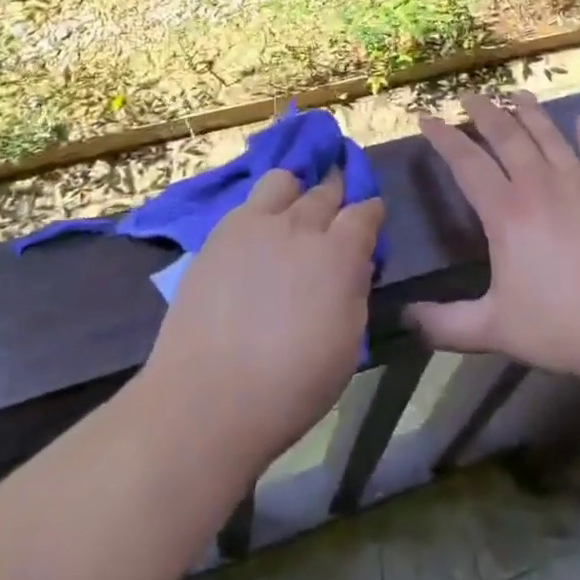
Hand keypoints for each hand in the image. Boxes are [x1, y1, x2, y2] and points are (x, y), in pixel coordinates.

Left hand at [141, 168, 384, 473]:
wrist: (208, 398)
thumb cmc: (291, 386)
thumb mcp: (347, 345)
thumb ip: (355, 292)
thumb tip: (355, 265)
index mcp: (339, 253)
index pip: (365, 211)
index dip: (371, 214)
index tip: (370, 221)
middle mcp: (300, 226)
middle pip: (326, 190)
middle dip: (336, 195)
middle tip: (334, 212)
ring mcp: (255, 224)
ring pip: (283, 181)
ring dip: (294, 191)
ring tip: (291, 213)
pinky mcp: (219, 234)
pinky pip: (247, 203)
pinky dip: (260, 210)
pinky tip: (256, 234)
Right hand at [408, 92, 579, 388]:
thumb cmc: (565, 328)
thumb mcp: (496, 330)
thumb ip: (446, 324)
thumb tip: (405, 317)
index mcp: (507, 213)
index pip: (466, 162)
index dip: (443, 138)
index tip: (426, 118)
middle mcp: (540, 186)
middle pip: (507, 136)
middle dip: (484, 112)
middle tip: (469, 94)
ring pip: (549, 136)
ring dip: (530, 112)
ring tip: (517, 93)